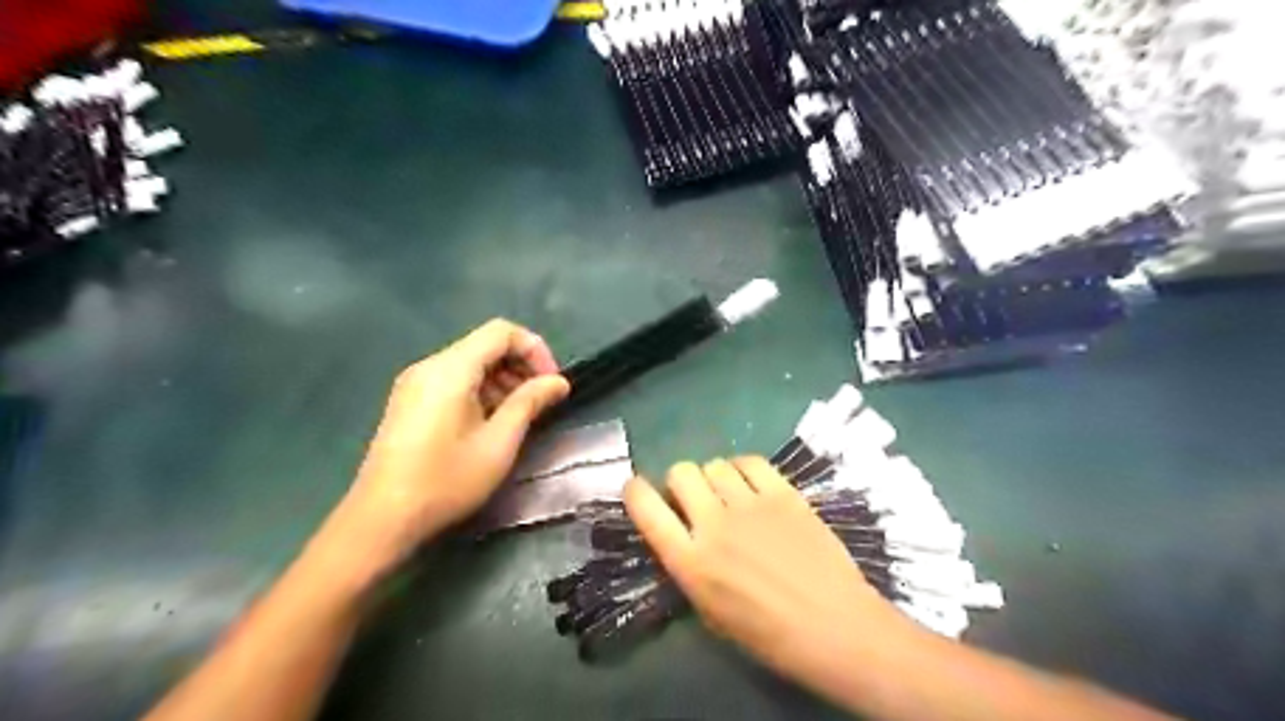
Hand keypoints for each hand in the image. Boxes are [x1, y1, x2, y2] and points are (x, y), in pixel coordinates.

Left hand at [330, 320, 564, 575]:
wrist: (383, 518)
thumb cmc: (447, 479)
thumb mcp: (499, 442)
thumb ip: (530, 402)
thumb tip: (558, 382)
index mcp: (451, 369)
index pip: (502, 332)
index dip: (534, 349)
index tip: (551, 383)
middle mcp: (430, 366)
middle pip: (485, 345)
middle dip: (520, 366)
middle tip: (540, 401)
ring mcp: (415, 383)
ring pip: (470, 363)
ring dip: (502, 380)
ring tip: (519, 416)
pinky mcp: (409, 401)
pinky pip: (453, 380)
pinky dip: (480, 391)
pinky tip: (489, 423)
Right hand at [628, 460, 919, 683]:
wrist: (834, 627)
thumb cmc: (769, 635)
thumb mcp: (711, 612)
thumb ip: (689, 566)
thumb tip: (682, 533)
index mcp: (690, 562)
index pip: (645, 508)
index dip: (635, 491)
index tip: (638, 490)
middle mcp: (713, 524)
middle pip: (681, 472)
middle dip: (681, 482)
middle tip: (696, 499)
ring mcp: (750, 504)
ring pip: (715, 464)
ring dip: (714, 477)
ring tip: (729, 494)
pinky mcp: (784, 493)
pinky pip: (751, 461)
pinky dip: (743, 468)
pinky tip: (751, 484)